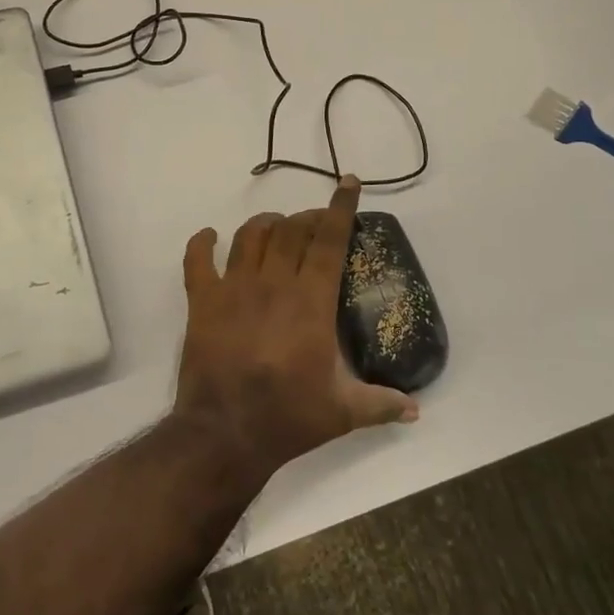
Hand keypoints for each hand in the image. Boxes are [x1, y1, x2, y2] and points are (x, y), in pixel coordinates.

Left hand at [173, 177, 418, 478]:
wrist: (225, 432)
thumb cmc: (288, 417)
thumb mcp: (344, 412)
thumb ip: (381, 404)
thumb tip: (416, 411)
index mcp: (310, 301)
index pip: (329, 241)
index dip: (341, 208)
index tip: (348, 182)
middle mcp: (273, 283)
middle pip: (291, 231)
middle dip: (306, 218)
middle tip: (315, 224)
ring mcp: (233, 288)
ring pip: (250, 236)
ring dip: (265, 224)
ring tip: (275, 226)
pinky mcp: (202, 302)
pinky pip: (197, 260)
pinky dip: (202, 243)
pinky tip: (208, 237)